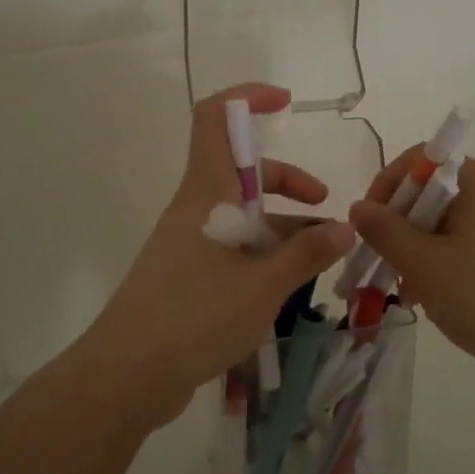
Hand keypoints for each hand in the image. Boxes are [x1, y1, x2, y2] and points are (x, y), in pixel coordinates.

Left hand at [74, 83, 355, 430]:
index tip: (285, 103)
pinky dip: (263, 253)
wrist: (127, 374)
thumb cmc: (195, 316)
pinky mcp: (187, 274)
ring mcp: (189, 242)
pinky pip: (232, 246)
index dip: (247, 99)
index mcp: (207, 193)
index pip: (216, 119)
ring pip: (241, 213)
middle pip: (241, 170)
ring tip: (320, 256)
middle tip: (323, 204)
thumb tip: (347, 228)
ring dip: (281, 224)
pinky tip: (287, 285)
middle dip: (286, 179)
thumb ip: (307, 253)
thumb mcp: (264, 285)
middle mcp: (196, 208)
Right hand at [347, 153, 474, 385]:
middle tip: (386, 266)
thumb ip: (385, 231)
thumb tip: (359, 206)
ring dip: (424, 251)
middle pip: (436, 193)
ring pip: (454, 225)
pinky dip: (452, 264)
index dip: (387, 186)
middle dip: (403, 227)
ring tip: (413, 293)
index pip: (421, 159)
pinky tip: (445, 301)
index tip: (369, 226)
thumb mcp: (424, 265)